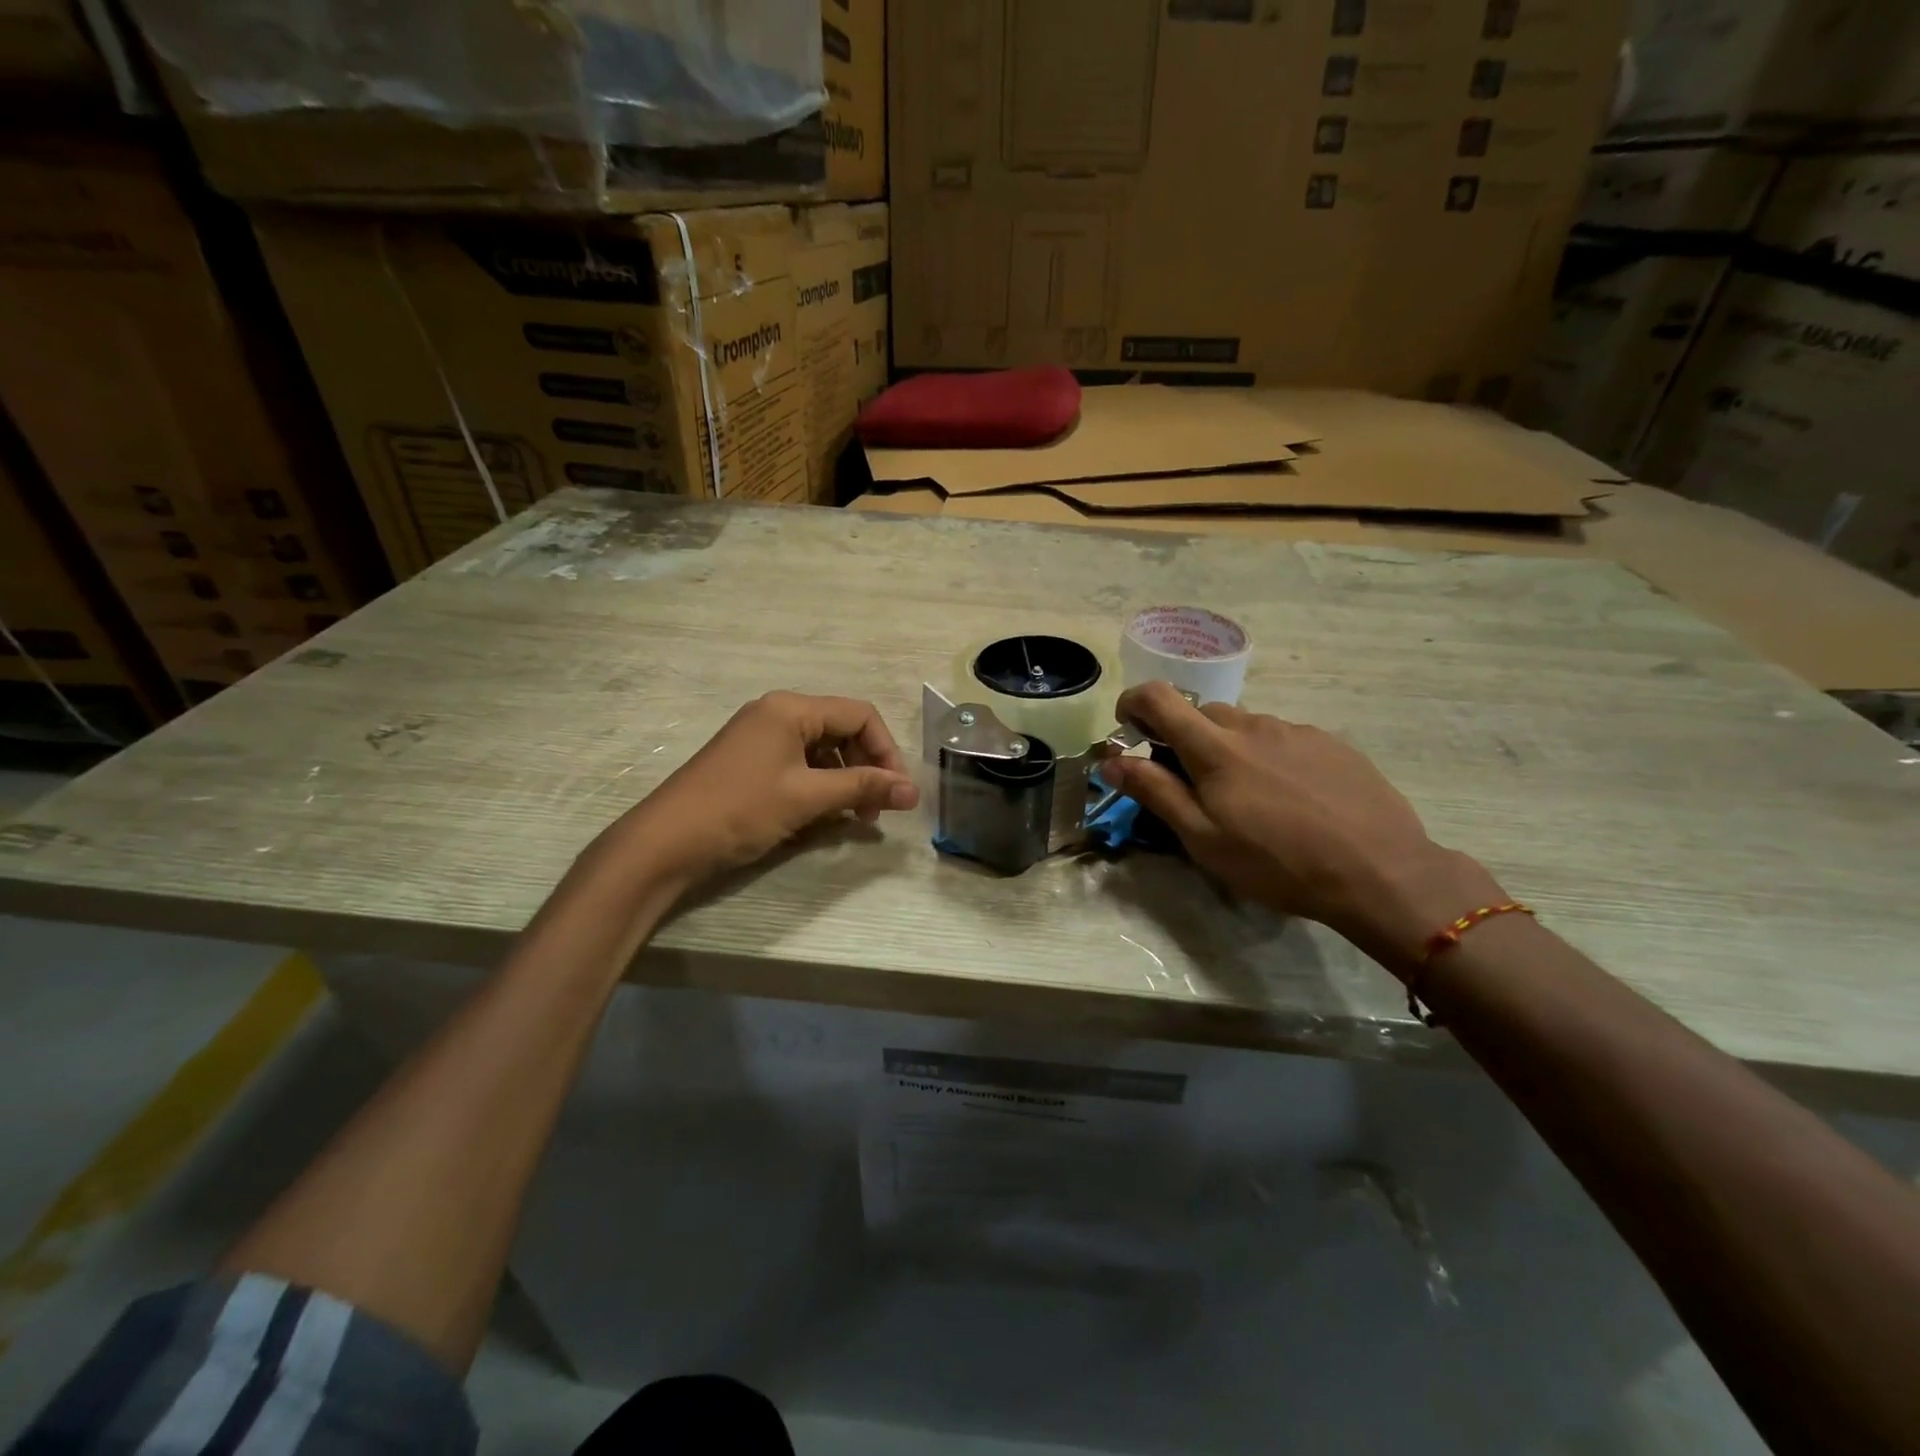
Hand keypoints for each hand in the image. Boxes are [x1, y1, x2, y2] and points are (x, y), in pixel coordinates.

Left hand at [603, 692, 919, 884]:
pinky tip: (822, 816)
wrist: (665, 843)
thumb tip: (914, 792)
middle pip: (842, 731)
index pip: (860, 714)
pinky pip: (799, 765)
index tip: (898, 791)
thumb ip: (863, 789)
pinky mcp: (750, 762)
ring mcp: (760, 738)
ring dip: (844, 781)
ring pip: (822, 751)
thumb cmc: (740, 810)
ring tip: (853, 818)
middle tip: (876, 810)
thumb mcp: (807, 797)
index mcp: (791, 709)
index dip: (887, 751)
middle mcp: (777, 714)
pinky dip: (819, 787)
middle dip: (866, 768)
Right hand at [1099, 682, 1504, 975]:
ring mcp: (1296, 730)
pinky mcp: (1331, 743)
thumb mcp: (1203, 838)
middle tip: (1192, 784)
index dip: (1133, 703)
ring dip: (1228, 748)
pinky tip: (1290, 798)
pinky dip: (1268, 756)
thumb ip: (1153, 792)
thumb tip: (1111, 759)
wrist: (1380, 871)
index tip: (1129, 729)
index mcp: (1214, 747)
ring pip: (1244, 726)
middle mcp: (1252, 725)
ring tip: (1248, 798)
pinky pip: (1282, 738)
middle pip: (1202, 712)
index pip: (1158, 698)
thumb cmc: (1277, 862)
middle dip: (1184, 737)